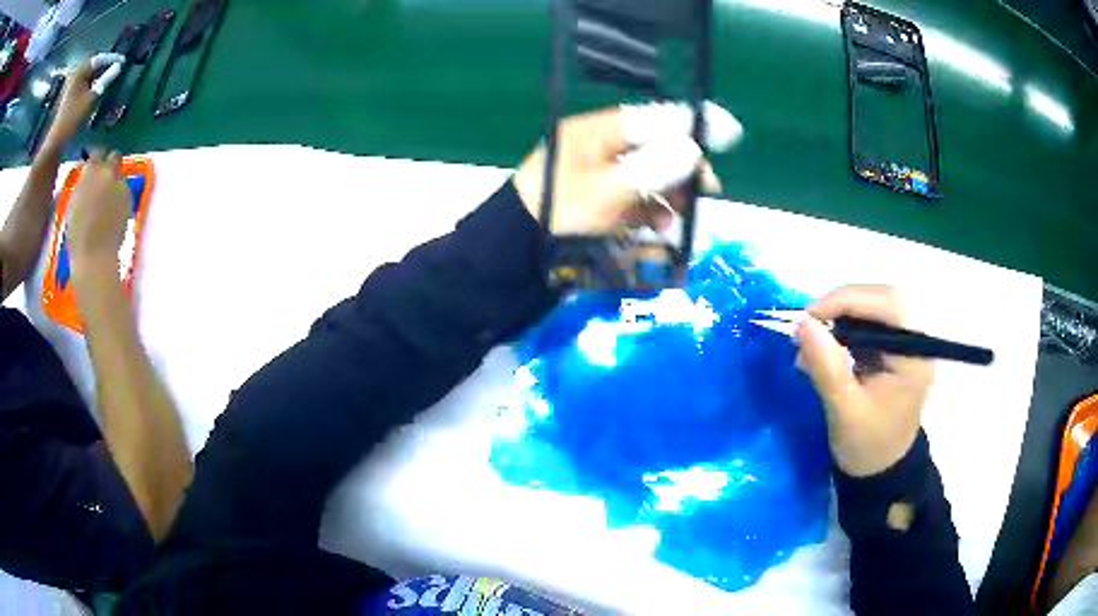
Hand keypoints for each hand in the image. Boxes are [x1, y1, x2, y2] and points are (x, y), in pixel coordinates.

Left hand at [43, 53, 125, 147]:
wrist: (56, 143)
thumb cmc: (73, 119)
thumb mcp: (92, 98)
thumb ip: (107, 79)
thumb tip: (118, 66)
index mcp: (81, 70)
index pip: (100, 58)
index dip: (112, 59)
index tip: (123, 61)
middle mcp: (76, 74)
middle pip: (94, 67)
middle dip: (105, 68)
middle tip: (116, 71)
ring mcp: (71, 87)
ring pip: (89, 77)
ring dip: (98, 78)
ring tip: (108, 81)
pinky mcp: (69, 98)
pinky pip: (84, 86)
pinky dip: (91, 87)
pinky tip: (96, 92)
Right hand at [67, 150, 131, 269]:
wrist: (94, 255)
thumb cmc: (77, 236)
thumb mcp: (74, 203)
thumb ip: (83, 185)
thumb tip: (89, 179)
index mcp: (90, 171)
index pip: (97, 152)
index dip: (98, 158)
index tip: (96, 165)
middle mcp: (106, 172)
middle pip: (113, 158)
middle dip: (110, 165)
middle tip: (105, 180)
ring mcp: (119, 182)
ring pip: (120, 176)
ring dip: (115, 184)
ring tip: (107, 205)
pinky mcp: (129, 196)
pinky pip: (125, 192)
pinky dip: (120, 198)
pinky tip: (113, 215)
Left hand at [514, 101, 741, 235]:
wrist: (513, 257)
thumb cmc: (557, 215)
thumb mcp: (607, 190)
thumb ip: (652, 168)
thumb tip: (691, 148)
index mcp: (595, 133)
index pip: (652, 119)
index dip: (691, 124)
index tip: (728, 130)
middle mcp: (599, 151)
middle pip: (655, 151)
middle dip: (682, 172)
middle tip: (706, 190)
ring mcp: (598, 179)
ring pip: (648, 181)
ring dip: (667, 200)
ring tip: (673, 222)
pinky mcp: (598, 207)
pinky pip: (633, 205)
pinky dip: (648, 218)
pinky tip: (656, 236)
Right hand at [795, 285, 933, 476]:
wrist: (880, 471)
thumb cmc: (867, 446)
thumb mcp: (844, 410)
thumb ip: (826, 366)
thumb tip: (802, 323)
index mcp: (915, 357)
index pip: (889, 304)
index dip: (849, 300)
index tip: (810, 316)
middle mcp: (917, 342)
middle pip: (884, 298)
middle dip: (844, 303)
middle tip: (811, 323)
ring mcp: (907, 344)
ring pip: (876, 306)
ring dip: (843, 314)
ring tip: (815, 337)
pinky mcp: (895, 349)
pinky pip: (871, 322)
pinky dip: (846, 327)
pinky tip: (828, 345)